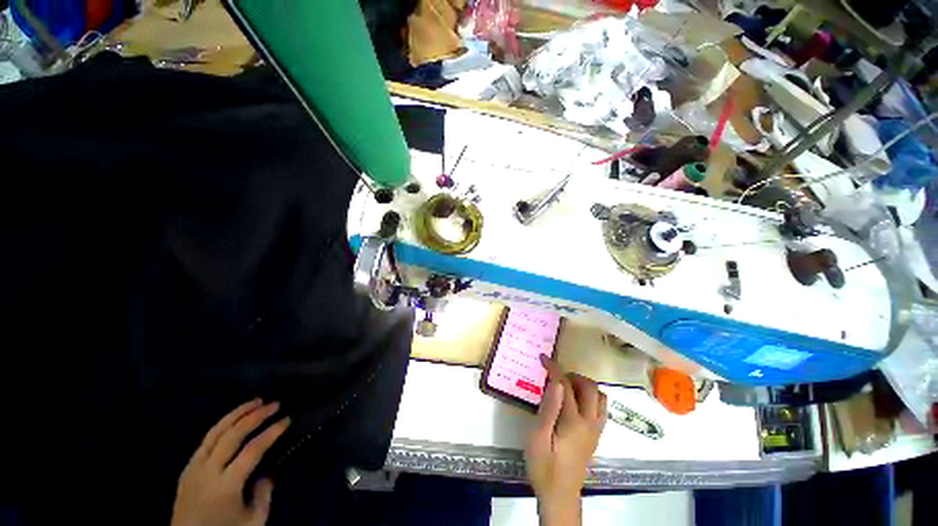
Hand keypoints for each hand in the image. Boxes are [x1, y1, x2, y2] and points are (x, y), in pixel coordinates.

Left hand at [171, 399, 290, 525]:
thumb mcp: (253, 522)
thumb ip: (264, 495)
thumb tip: (266, 473)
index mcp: (225, 486)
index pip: (252, 450)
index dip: (271, 432)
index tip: (287, 420)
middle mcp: (207, 472)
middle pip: (232, 435)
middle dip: (255, 416)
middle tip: (274, 404)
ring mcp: (193, 468)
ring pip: (215, 432)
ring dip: (237, 414)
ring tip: (255, 401)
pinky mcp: (187, 469)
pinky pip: (206, 440)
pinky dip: (222, 425)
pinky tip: (233, 420)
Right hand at [524, 356, 606, 525]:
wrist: (560, 496)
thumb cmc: (544, 467)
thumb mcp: (538, 438)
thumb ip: (549, 409)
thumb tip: (556, 383)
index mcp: (574, 421)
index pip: (566, 385)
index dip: (554, 368)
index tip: (543, 358)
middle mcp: (590, 422)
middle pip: (589, 387)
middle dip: (572, 375)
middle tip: (554, 376)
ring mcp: (596, 430)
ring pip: (600, 397)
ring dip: (584, 385)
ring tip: (565, 387)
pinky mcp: (596, 436)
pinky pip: (600, 408)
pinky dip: (590, 397)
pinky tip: (575, 403)